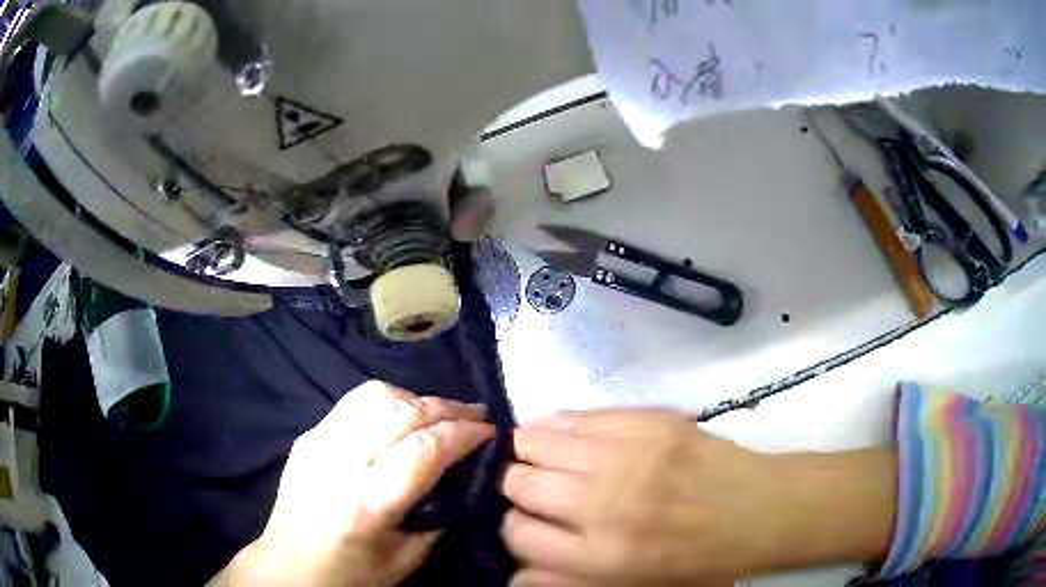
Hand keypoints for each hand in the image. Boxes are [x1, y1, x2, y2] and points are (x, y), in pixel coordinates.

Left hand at [212, 381, 493, 586]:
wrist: (288, 567)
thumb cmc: (350, 574)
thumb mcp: (406, 561)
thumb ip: (438, 518)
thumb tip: (464, 478)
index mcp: (366, 503)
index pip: (424, 449)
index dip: (463, 433)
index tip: (491, 431)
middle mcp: (339, 462)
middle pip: (402, 412)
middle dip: (447, 407)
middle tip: (476, 415)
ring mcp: (318, 442)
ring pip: (375, 395)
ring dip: (417, 397)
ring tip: (440, 413)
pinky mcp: (307, 435)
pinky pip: (354, 403)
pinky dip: (389, 401)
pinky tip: (402, 418)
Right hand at [499, 410, 895, 586]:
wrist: (760, 510)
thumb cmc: (700, 560)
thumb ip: (566, 583)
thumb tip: (511, 575)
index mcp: (602, 555)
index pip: (518, 534)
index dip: (510, 528)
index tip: (520, 524)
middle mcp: (605, 504)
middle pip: (521, 483)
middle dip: (513, 487)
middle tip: (526, 489)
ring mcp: (626, 455)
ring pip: (539, 442)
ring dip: (525, 450)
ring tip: (529, 456)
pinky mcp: (646, 421)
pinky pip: (578, 416)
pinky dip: (555, 424)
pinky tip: (554, 433)